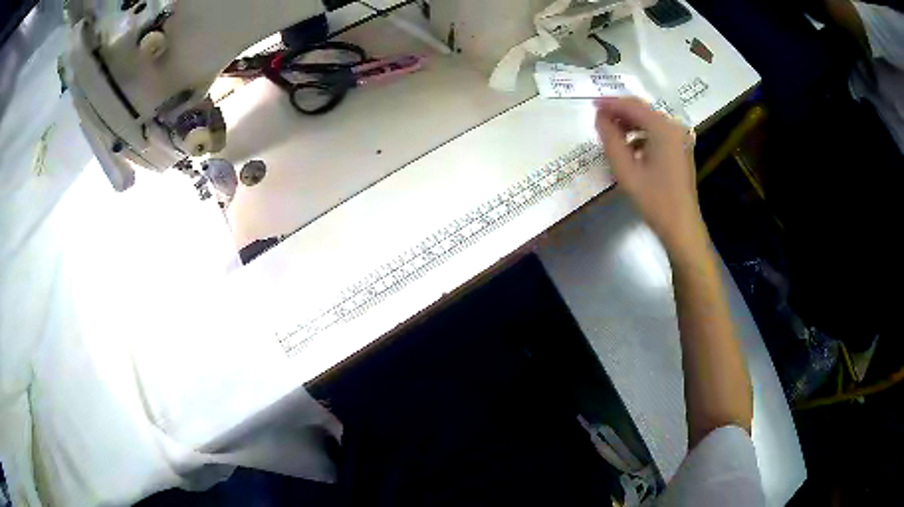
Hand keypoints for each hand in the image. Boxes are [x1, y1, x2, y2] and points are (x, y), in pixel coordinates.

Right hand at [595, 97, 705, 254]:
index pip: (632, 105)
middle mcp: (674, 128)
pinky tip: (629, 148)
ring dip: (630, 125)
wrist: (681, 226)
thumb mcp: (626, 169)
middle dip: (620, 113)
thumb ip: (610, 139)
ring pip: (650, 122)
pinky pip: (657, 134)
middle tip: (598, 119)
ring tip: (610, 134)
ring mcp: (680, 139)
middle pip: (643, 111)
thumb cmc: (654, 199)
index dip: (610, 103)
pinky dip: (641, 136)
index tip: (591, 105)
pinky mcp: (680, 151)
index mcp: (663, 128)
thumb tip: (600, 117)